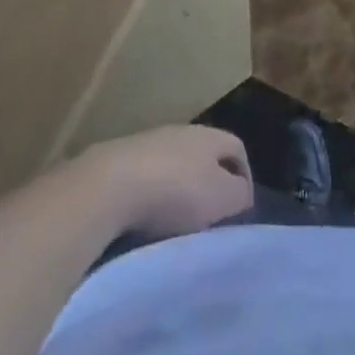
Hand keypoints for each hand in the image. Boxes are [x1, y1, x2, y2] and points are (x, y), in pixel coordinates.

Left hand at [80, 125, 253, 239]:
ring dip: (178, 191)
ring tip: (177, 224)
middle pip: (204, 156)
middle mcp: (182, 131)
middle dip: (209, 184)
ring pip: (174, 165)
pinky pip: (146, 177)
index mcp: (211, 135)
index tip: (240, 211)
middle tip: (209, 219)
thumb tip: (242, 194)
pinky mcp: (120, 159)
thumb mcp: (222, 198)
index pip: (238, 148)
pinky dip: (151, 196)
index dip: (244, 177)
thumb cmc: (176, 191)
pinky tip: (146, 219)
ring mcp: (148, 142)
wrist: (110, 185)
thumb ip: (239, 195)